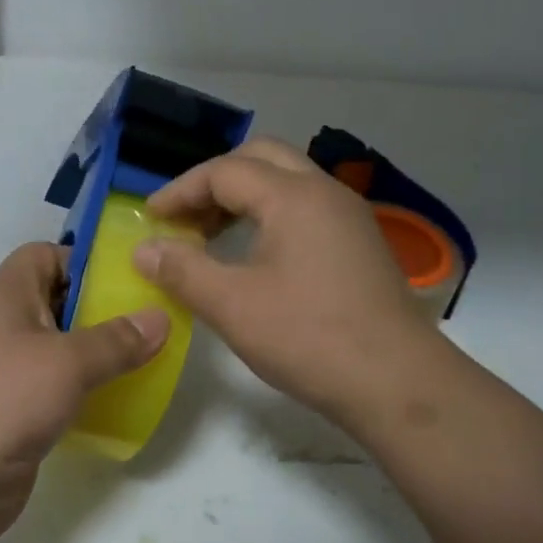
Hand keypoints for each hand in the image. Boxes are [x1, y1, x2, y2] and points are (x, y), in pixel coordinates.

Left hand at [0, 243, 168, 542]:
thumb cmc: (0, 399)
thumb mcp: (66, 362)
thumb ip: (115, 341)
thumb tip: (160, 318)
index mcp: (7, 296)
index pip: (44, 255)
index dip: (83, 258)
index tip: (129, 276)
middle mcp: (4, 328)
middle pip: (57, 303)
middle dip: (102, 310)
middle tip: (152, 321)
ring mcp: (6, 374)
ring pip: (59, 352)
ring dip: (97, 356)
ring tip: (146, 361)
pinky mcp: (12, 416)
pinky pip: (56, 393)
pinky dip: (84, 394)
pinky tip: (119, 404)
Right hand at [132, 137, 440, 435]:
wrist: (398, 384)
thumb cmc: (309, 337)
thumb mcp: (232, 305)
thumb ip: (182, 270)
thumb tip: (143, 248)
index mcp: (294, 196)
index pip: (224, 171)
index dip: (180, 190)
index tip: (150, 219)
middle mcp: (325, 193)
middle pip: (261, 159)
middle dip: (215, 181)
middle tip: (185, 216)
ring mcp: (349, 218)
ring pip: (287, 182)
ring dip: (244, 197)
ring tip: (212, 235)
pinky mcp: (360, 244)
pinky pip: (306, 209)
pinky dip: (270, 216)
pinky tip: (255, 256)